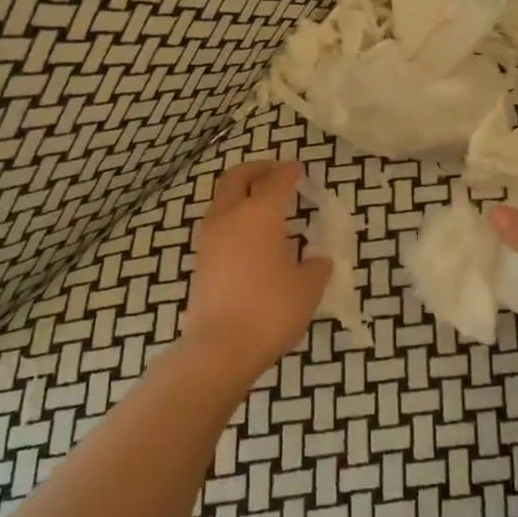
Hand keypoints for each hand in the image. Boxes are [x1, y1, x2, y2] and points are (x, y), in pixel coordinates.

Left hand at [181, 160, 331, 379]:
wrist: (220, 347)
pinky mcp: (200, 260)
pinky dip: (233, 217)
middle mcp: (229, 216)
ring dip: (240, 192)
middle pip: (237, 178)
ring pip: (222, 199)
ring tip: (262, 204)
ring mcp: (209, 238)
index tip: (300, 170)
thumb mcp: (308, 287)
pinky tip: (250, 236)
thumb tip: (317, 260)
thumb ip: (316, 266)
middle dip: (257, 169)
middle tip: (275, 172)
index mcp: (260, 214)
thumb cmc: (271, 310)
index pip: (276, 180)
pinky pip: (217, 224)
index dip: (290, 172)